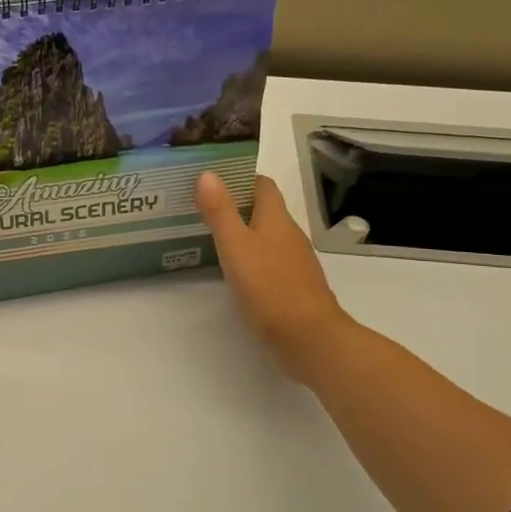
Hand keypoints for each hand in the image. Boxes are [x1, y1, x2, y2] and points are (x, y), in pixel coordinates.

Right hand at [197, 171, 352, 385]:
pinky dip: (251, 257)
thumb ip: (220, 211)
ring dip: (243, 231)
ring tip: (209, 234)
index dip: (240, 177)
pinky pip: (269, 260)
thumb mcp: (236, 246)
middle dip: (236, 204)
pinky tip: (233, 269)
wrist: (309, 338)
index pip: (262, 185)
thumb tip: (208, 173)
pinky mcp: (293, 286)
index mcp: (276, 219)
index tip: (212, 178)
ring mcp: (294, 262)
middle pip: (264, 209)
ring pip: (266, 236)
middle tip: (201, 205)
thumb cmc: (269, 287)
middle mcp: (289, 235)